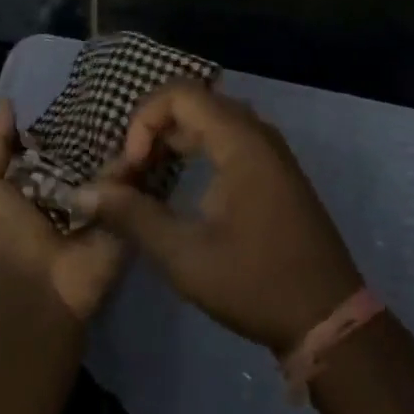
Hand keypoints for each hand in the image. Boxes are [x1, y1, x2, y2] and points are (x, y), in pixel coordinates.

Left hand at [0, 98, 125, 321]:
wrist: (38, 290)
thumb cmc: (3, 238)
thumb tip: (8, 101)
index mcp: (38, 177)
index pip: (55, 135)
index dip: (65, 111)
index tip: (84, 78)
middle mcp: (73, 183)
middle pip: (90, 142)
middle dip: (102, 117)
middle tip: (124, 80)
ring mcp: (103, 195)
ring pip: (117, 154)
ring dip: (127, 131)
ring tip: (146, 95)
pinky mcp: (127, 208)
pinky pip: (137, 176)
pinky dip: (145, 154)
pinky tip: (157, 123)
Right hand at [74, 80, 361, 352]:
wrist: (328, 319)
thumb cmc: (256, 283)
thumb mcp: (185, 255)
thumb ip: (133, 217)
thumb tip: (85, 193)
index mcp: (240, 140)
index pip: (180, 94)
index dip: (144, 120)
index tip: (130, 167)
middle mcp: (256, 132)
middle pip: (193, 103)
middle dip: (153, 130)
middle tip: (130, 174)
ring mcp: (269, 150)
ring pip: (209, 121)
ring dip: (173, 141)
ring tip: (145, 179)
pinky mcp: (273, 170)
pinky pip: (226, 139)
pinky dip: (196, 151)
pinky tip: (178, 185)